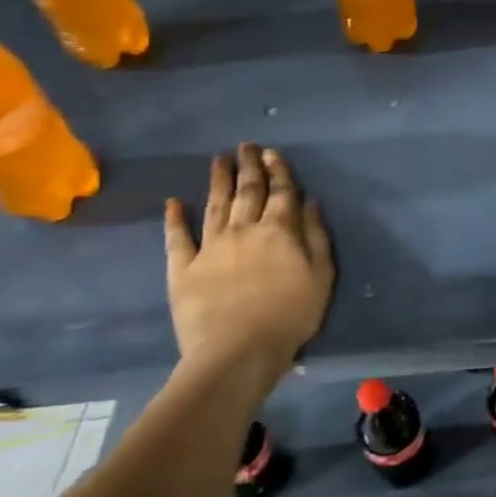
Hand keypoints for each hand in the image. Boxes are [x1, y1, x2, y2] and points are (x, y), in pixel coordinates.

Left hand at [164, 144, 335, 373]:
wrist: (238, 349)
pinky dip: (175, 218)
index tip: (273, 153)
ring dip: (217, 181)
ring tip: (218, 160)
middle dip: (249, 167)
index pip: (281, 192)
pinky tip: (174, 202)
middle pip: (247, 191)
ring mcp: (210, 247)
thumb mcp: (321, 275)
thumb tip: (310, 203)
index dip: (279, 171)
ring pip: (215, 205)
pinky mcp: (183, 268)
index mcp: (279, 231)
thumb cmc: (291, 314)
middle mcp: (243, 229)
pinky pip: (178, 238)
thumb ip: (316, 236)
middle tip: (246, 146)